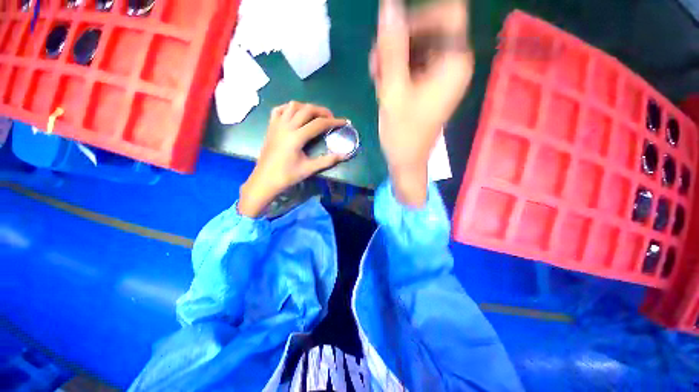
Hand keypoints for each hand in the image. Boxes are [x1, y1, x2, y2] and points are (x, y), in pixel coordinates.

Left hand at [238, 102, 347, 217]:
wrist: (265, 180)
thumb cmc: (287, 176)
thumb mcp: (309, 169)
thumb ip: (327, 161)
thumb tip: (344, 155)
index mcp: (296, 137)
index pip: (319, 123)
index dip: (334, 122)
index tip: (344, 122)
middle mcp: (286, 126)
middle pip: (307, 109)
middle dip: (322, 111)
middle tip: (331, 119)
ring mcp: (277, 125)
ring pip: (293, 106)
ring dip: (307, 107)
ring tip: (316, 115)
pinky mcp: (271, 127)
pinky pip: (280, 109)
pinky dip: (290, 108)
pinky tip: (296, 114)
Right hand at [371, 0, 472, 206]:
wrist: (406, 159)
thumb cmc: (402, 133)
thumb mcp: (393, 91)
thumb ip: (392, 48)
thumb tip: (389, 6)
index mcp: (454, 63)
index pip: (448, 12)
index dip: (418, 16)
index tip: (392, 36)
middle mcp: (452, 63)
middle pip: (429, 27)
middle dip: (399, 40)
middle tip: (376, 63)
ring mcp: (440, 73)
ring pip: (417, 44)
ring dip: (392, 55)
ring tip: (377, 77)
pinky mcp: (429, 83)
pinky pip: (414, 61)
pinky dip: (396, 67)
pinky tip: (383, 83)